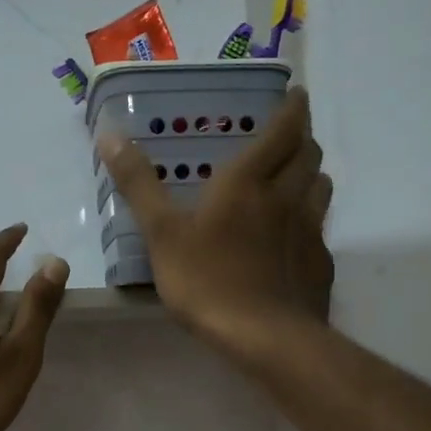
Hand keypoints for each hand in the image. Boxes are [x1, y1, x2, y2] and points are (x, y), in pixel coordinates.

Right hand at [98, 86, 333, 354]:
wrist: (263, 337)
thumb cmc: (206, 280)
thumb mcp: (161, 232)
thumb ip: (139, 184)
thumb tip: (110, 135)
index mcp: (249, 181)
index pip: (283, 130)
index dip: (293, 108)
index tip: (297, 93)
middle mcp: (286, 197)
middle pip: (308, 154)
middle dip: (302, 138)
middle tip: (288, 136)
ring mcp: (309, 231)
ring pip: (321, 188)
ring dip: (311, 173)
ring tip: (296, 177)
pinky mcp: (320, 263)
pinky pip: (321, 227)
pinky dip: (312, 217)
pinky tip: (295, 234)